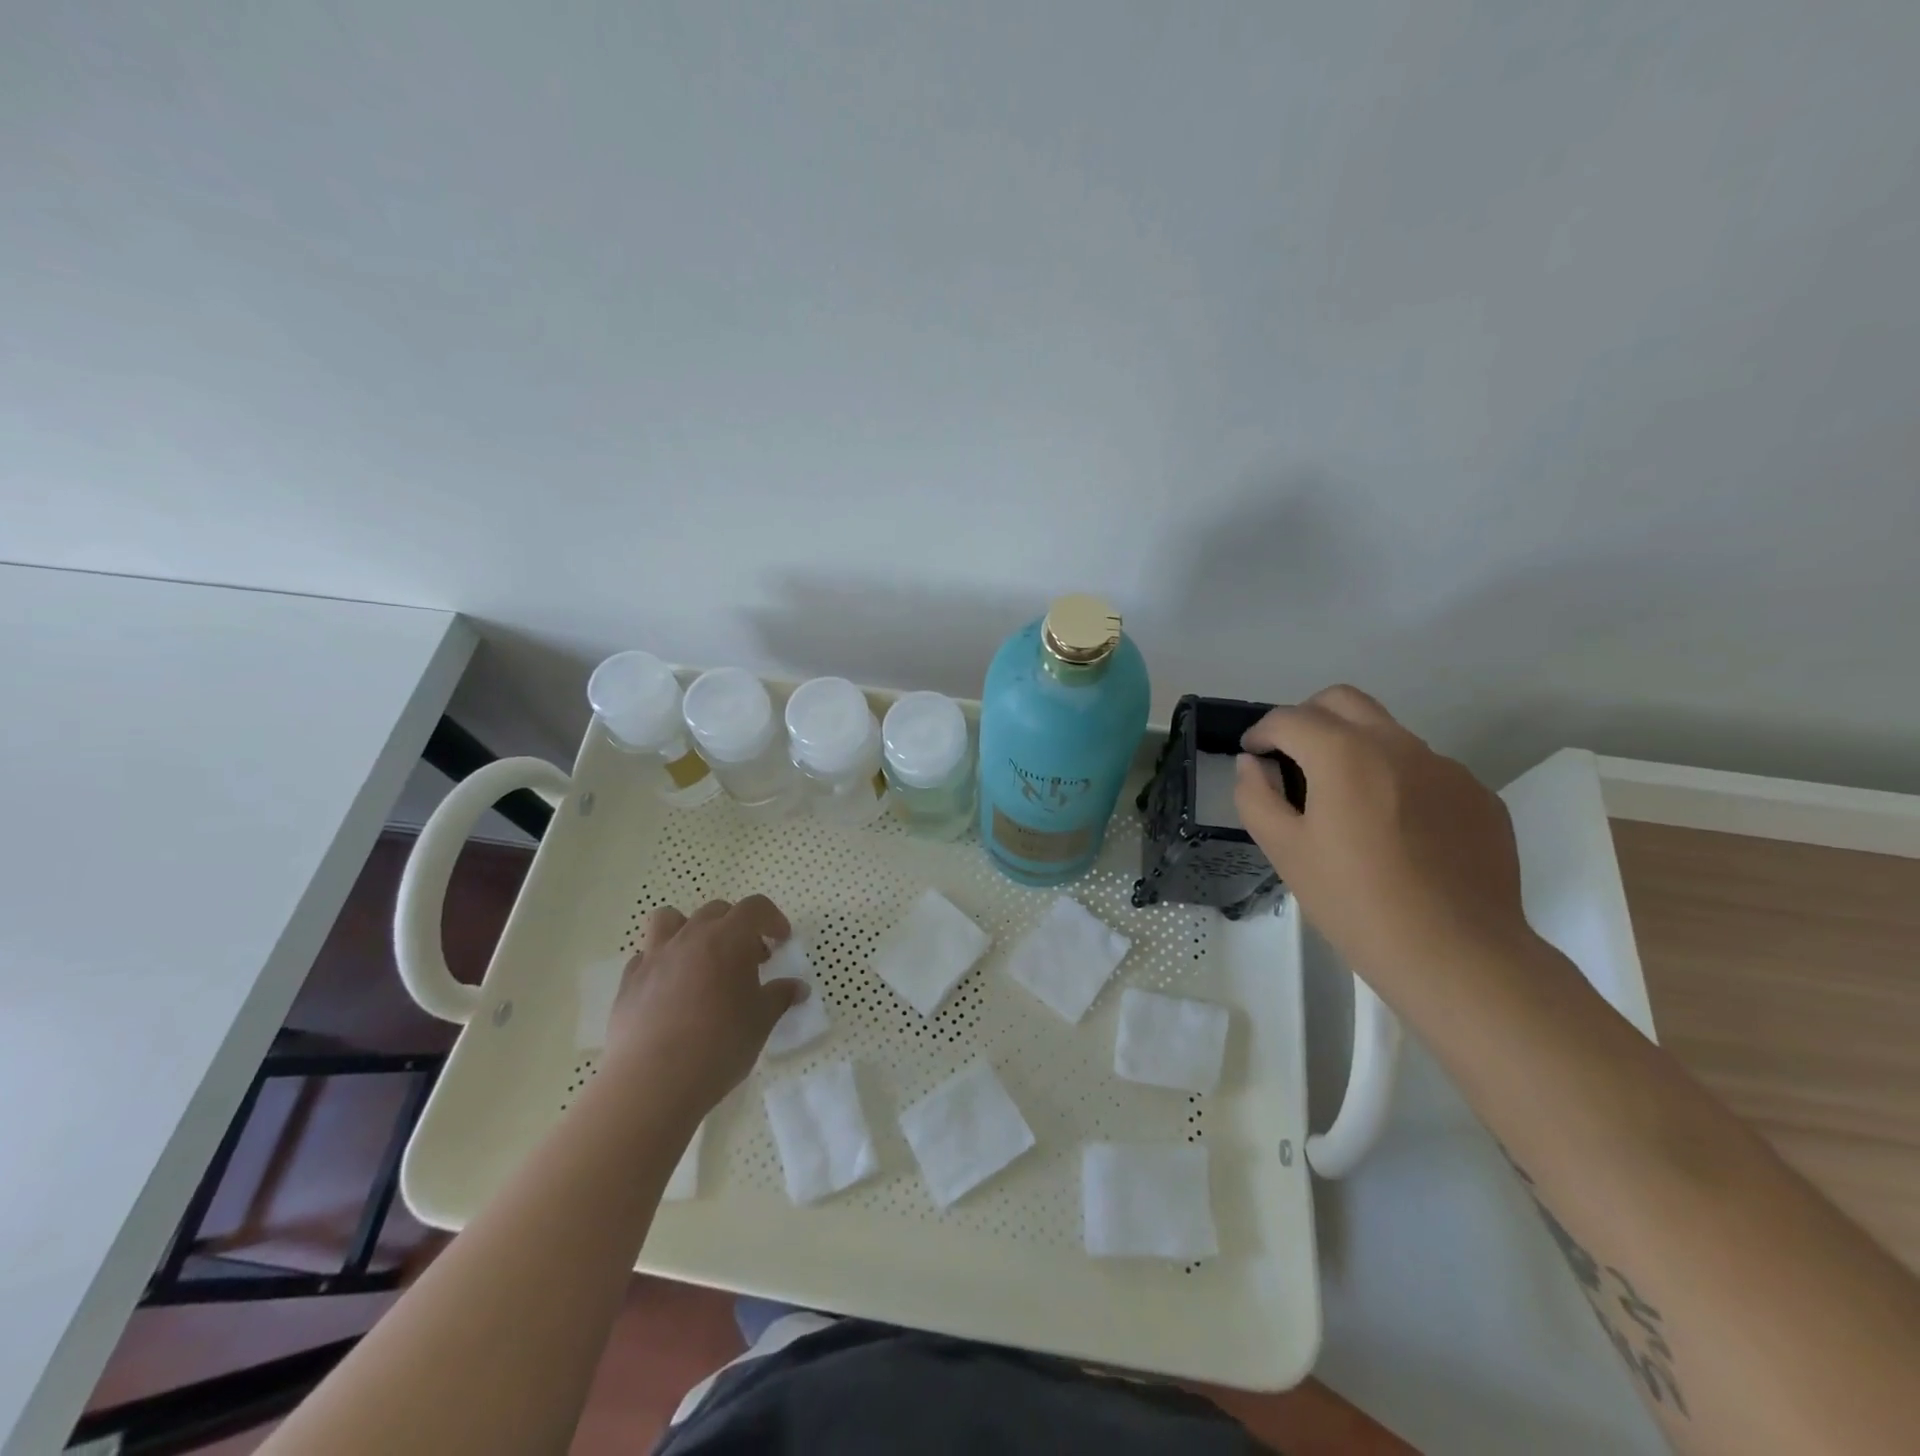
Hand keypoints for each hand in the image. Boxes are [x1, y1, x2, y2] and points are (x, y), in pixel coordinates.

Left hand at [602, 895, 806, 1117]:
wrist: (652, 1082)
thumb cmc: (719, 1045)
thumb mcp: (761, 1021)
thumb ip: (780, 997)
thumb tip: (798, 988)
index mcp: (728, 938)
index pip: (755, 908)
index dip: (772, 919)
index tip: (781, 941)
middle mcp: (690, 937)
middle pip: (716, 911)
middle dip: (736, 927)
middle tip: (748, 959)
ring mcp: (655, 957)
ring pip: (669, 920)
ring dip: (689, 930)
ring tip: (700, 960)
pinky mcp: (628, 982)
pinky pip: (646, 957)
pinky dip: (662, 963)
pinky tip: (670, 990)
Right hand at [1233, 685, 1533, 989]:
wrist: (1458, 955)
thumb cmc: (1356, 903)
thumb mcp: (1285, 852)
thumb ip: (1257, 796)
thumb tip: (1253, 765)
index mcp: (1345, 755)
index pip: (1291, 718)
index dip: (1262, 732)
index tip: (1254, 756)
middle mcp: (1399, 746)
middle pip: (1343, 701)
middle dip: (1307, 718)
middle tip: (1292, 758)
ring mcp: (1446, 769)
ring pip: (1387, 733)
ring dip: (1354, 749)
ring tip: (1345, 805)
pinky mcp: (1478, 797)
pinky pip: (1425, 770)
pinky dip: (1396, 780)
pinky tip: (1395, 833)